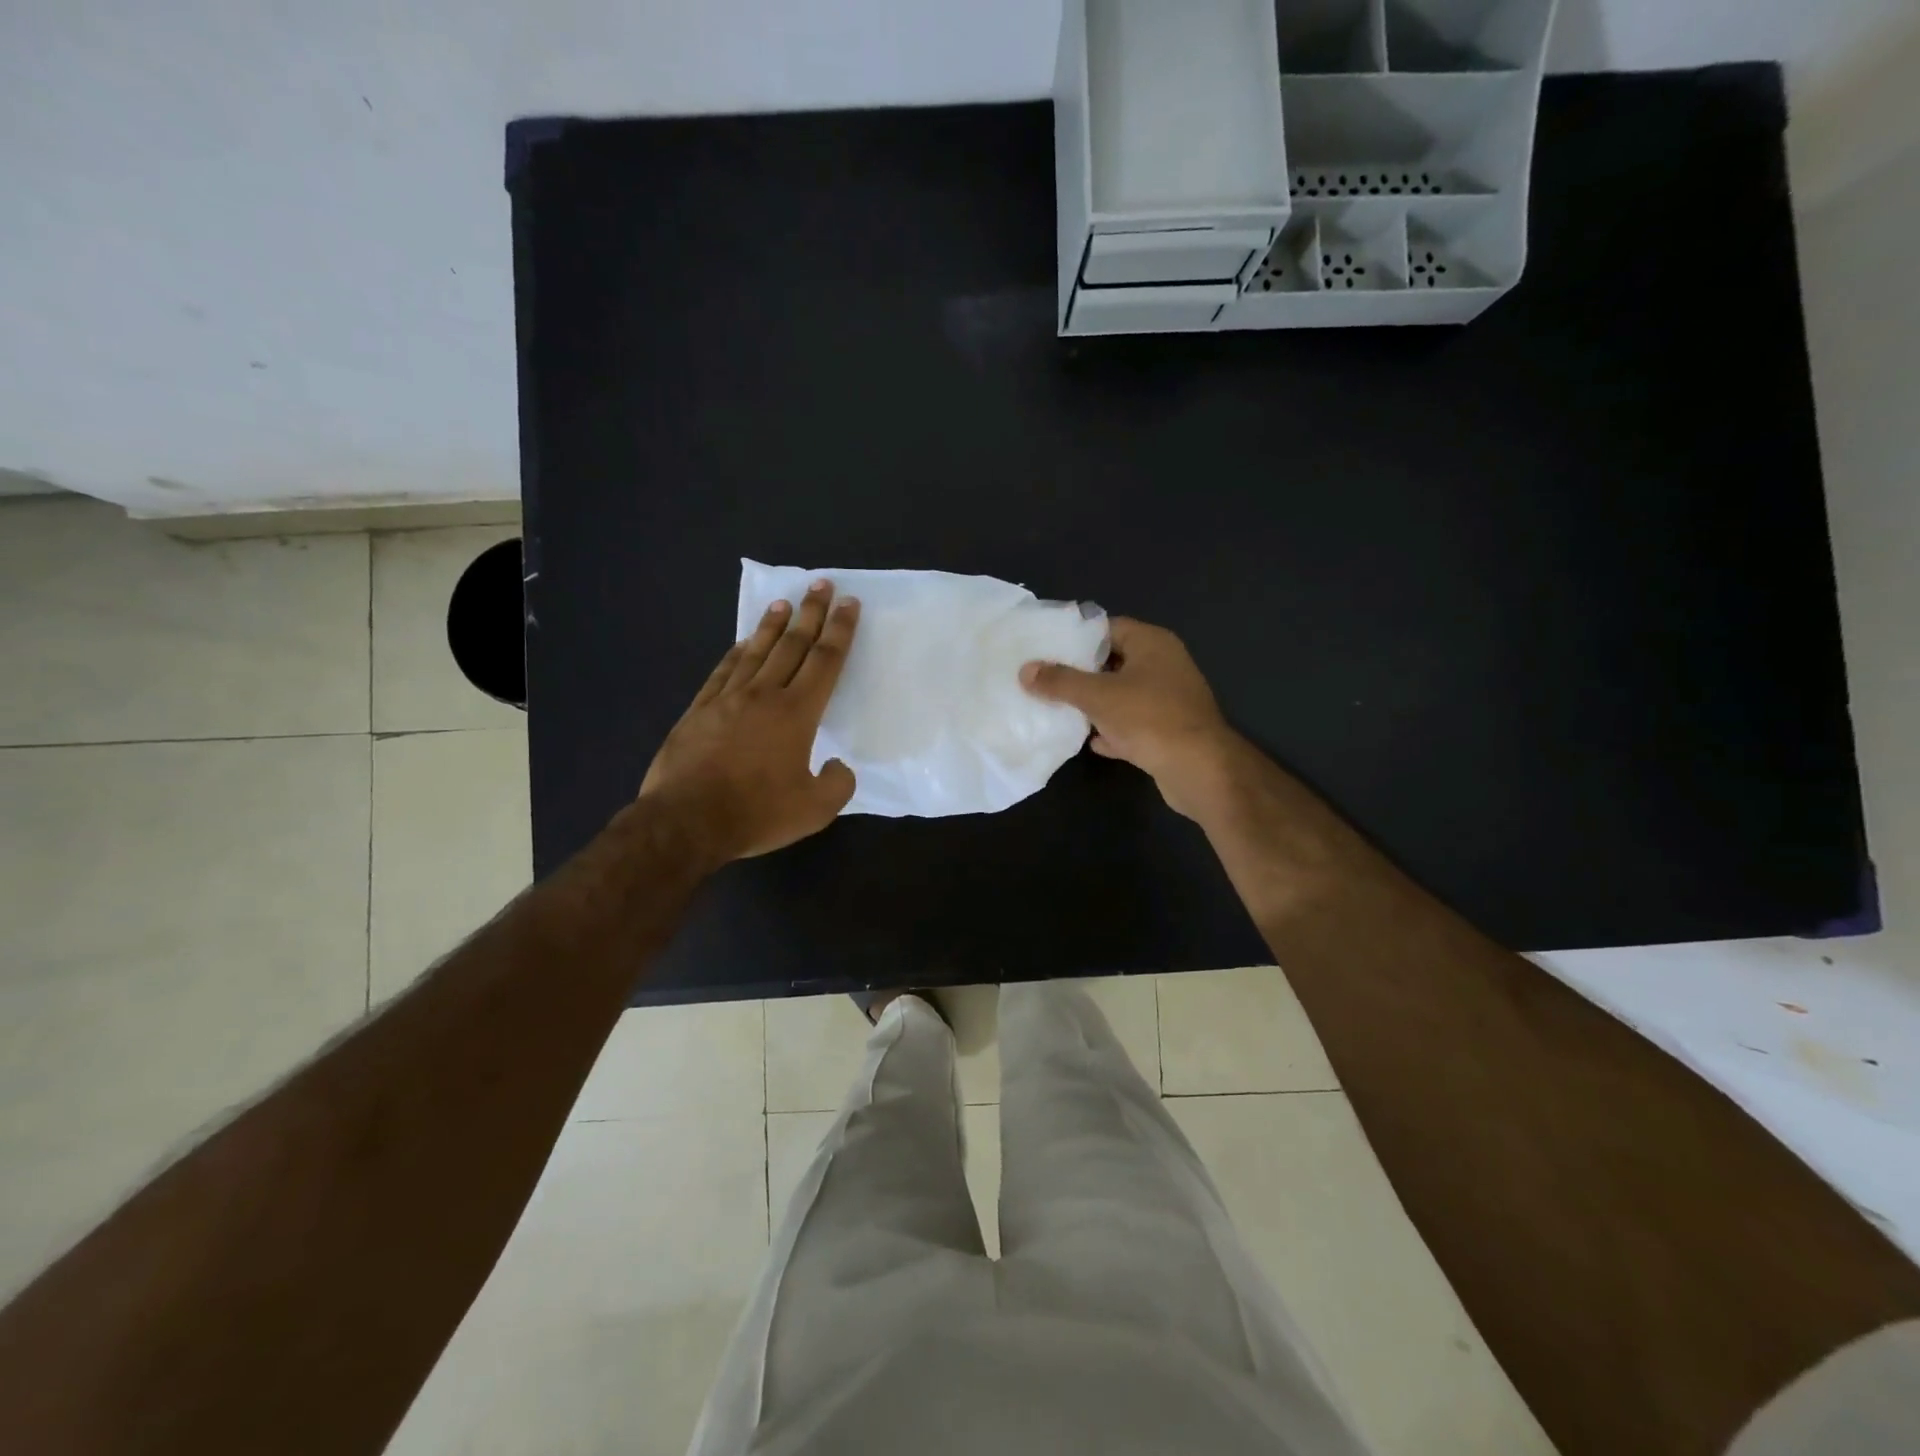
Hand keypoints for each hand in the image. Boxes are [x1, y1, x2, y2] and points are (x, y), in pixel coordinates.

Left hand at [640, 581, 859, 863]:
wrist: (686, 821)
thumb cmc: (755, 814)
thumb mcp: (814, 810)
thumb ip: (837, 785)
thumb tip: (838, 766)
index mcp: (797, 714)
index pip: (825, 661)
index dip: (840, 630)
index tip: (849, 604)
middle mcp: (764, 695)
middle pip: (792, 645)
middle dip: (811, 613)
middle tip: (822, 584)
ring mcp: (727, 699)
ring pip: (756, 651)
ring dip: (772, 625)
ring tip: (783, 602)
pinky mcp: (699, 710)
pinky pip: (723, 671)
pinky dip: (736, 653)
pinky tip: (741, 644)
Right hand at [1020, 617, 1242, 820]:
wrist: (1199, 769)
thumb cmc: (1149, 718)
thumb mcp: (1097, 695)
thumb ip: (1060, 681)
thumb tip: (1026, 670)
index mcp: (1152, 644)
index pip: (1108, 627)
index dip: (1077, 637)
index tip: (1046, 648)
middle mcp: (1164, 664)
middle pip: (1114, 662)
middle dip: (1081, 673)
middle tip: (1046, 679)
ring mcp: (1169, 699)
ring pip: (1123, 695)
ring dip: (1095, 704)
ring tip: (1059, 708)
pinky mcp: (1169, 730)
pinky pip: (1133, 724)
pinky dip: (1114, 731)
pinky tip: (1091, 741)